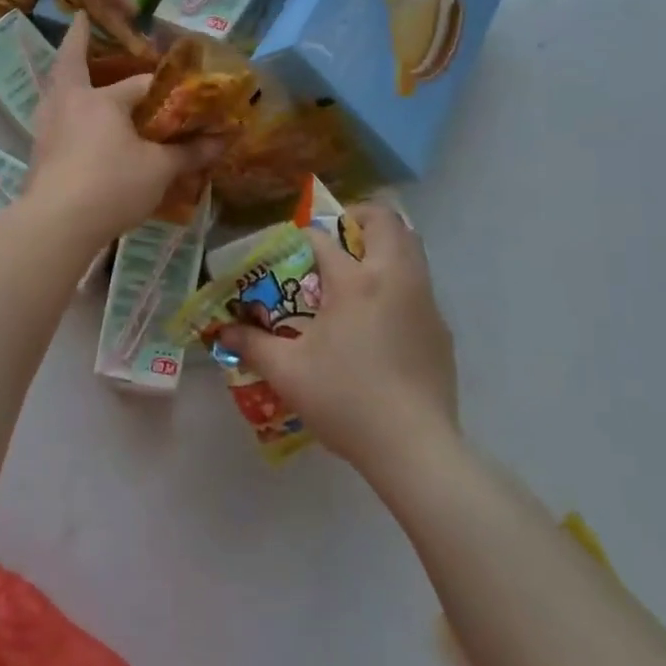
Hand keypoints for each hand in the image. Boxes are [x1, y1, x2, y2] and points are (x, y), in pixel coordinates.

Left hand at [26, 13, 221, 243]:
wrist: (57, 223)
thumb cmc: (111, 185)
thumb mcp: (159, 170)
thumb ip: (190, 153)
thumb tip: (225, 140)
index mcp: (100, 100)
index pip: (140, 85)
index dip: (165, 89)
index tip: (183, 90)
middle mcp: (68, 103)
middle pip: (71, 64)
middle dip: (77, 42)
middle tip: (79, 21)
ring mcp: (47, 127)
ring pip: (56, 90)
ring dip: (65, 76)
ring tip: (73, 72)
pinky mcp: (38, 153)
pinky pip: (53, 118)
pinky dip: (63, 110)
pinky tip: (71, 122)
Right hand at [218, 203, 458, 472]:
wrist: (415, 448)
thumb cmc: (346, 401)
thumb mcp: (287, 372)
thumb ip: (252, 345)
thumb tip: (224, 331)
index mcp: (355, 282)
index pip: (324, 238)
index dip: (303, 237)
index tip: (290, 251)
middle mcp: (394, 278)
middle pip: (385, 222)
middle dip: (359, 217)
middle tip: (337, 238)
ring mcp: (424, 302)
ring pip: (411, 247)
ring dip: (384, 244)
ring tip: (358, 270)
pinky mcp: (441, 329)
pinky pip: (421, 284)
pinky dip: (399, 280)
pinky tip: (380, 318)